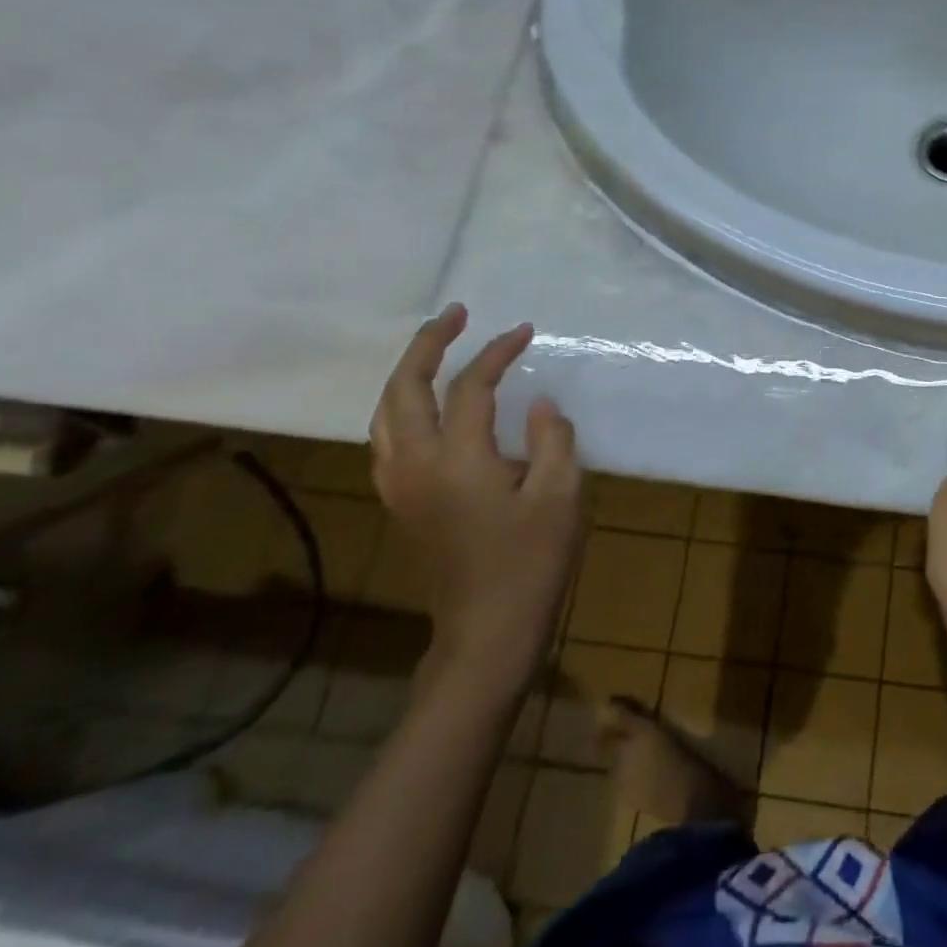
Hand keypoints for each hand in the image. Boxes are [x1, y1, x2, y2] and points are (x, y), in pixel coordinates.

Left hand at [369, 303, 583, 693]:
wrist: (487, 630)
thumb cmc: (531, 561)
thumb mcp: (561, 495)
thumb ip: (553, 438)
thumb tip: (539, 404)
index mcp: (457, 460)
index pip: (470, 388)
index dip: (496, 353)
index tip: (525, 331)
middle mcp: (416, 466)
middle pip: (405, 389)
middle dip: (428, 345)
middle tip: (456, 315)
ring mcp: (401, 486)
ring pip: (385, 414)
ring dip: (407, 373)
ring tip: (435, 349)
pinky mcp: (402, 503)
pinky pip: (387, 439)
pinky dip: (400, 407)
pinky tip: (421, 405)